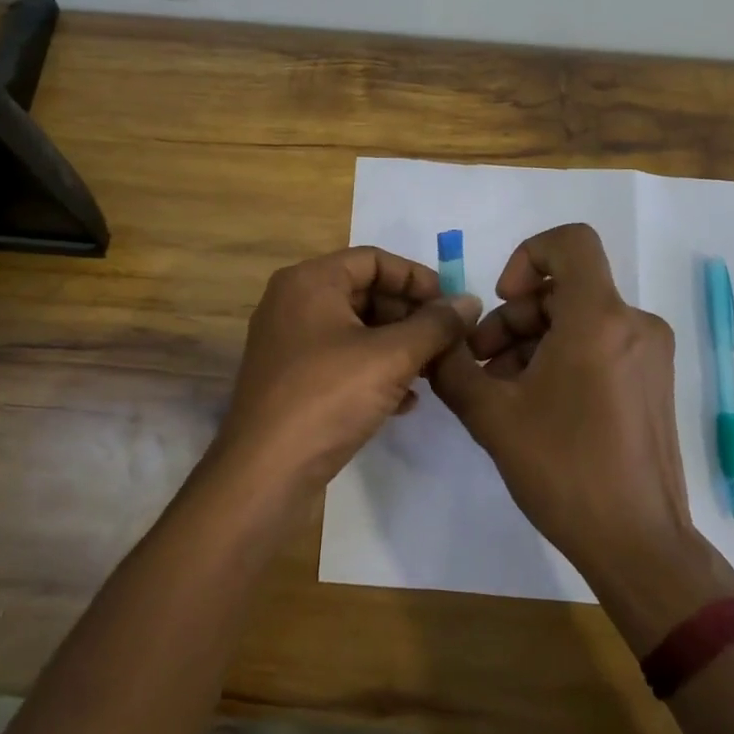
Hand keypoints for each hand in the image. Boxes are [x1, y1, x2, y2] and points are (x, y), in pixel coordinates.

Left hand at [208, 246, 480, 498]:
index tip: (453, 305)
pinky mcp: (292, 380)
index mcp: (310, 281)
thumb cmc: (328, 398)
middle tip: (448, 341)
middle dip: (410, 316)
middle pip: (365, 292)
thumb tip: (469, 301)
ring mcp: (290, 343)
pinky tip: (406, 401)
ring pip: (356, 330)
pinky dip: (375, 371)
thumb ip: (435, 325)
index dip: (417, 278)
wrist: (264, 474)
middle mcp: (294, 303)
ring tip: (433, 371)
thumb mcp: (391, 356)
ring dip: (398, 346)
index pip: (374, 259)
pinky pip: (342, 361)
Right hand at [429, 224, 733, 648]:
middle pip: (563, 289)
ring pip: (578, 319)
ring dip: (531, 342)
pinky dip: (561, 358)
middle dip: (514, 319)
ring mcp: (649, 354)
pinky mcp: (651, 381)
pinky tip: (533, 405)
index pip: (570, 242)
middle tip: (480, 365)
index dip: (527, 256)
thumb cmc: (564, 470)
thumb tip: (437, 339)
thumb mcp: (491, 415)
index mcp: (599, 319)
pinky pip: (599, 345)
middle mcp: (634, 324)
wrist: (638, 544)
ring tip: (500, 392)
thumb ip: (453, 366)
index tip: (502, 300)